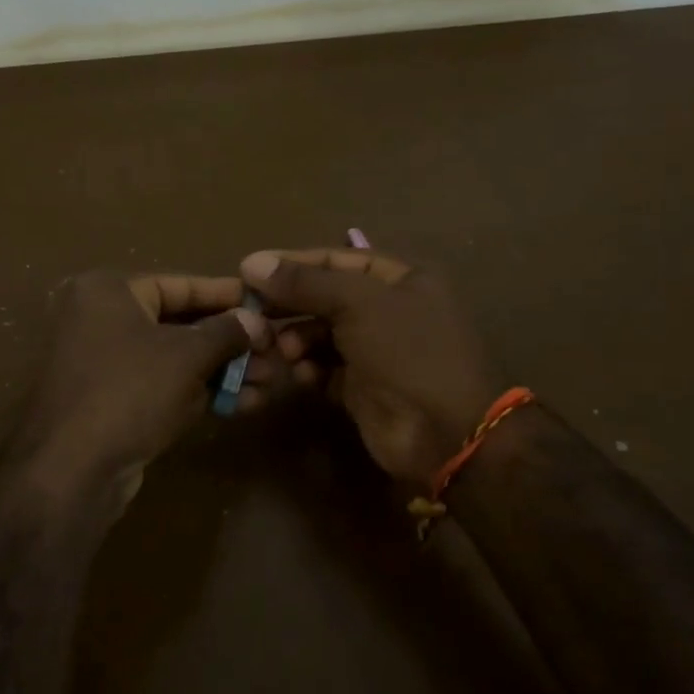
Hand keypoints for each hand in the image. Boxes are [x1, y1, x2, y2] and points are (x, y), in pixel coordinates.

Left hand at [5, 271, 265, 508]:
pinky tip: (243, 403)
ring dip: (223, 370)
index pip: (180, 284)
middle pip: (180, 323)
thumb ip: (226, 332)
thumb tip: (256, 321)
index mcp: (108, 291)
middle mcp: (101, 319)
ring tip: (270, 381)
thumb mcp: (187, 356)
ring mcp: (104, 363)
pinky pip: (163, 386)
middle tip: (275, 352)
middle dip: (231, 342)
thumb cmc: (130, 392)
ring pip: (176, 359)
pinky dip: (200, 392)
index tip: (265, 304)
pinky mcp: (111, 402)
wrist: (71, 471)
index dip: (227, 296)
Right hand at [240, 248, 501, 483]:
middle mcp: (389, 309)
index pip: (337, 258)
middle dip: (291, 305)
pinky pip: (325, 368)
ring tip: (284, 351)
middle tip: (252, 313)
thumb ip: (305, 282)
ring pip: (321, 334)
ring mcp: (376, 350)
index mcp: (401, 278)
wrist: (444, 434)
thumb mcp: (358, 304)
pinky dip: (310, 368)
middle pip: (326, 297)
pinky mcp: (362, 386)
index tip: (249, 270)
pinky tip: (302, 376)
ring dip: (298, 339)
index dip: (293, 262)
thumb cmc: (408, 353)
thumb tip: (251, 261)